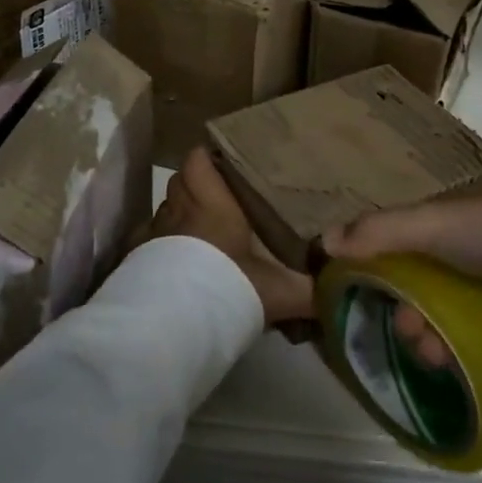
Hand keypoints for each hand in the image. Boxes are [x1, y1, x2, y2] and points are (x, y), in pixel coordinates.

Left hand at [150, 148, 314, 326]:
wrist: (176, 323)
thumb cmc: (229, 289)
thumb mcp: (281, 291)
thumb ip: (313, 288)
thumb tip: (344, 289)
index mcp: (211, 204)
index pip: (198, 160)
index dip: (208, 159)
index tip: (226, 166)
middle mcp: (179, 210)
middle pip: (180, 182)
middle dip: (196, 186)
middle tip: (220, 201)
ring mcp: (154, 234)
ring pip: (165, 210)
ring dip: (179, 216)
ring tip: (200, 234)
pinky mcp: (137, 259)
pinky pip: (149, 240)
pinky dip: (160, 245)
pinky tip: (175, 262)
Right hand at [321, 185, 481, 367]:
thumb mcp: (432, 224)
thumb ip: (378, 232)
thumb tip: (320, 243)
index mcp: (444, 220)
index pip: (395, 243)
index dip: (372, 269)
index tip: (356, 298)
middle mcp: (465, 246)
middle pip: (418, 283)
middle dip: (403, 311)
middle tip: (406, 336)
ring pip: (444, 311)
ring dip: (428, 334)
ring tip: (432, 358)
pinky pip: (474, 330)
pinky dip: (458, 347)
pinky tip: (456, 364)